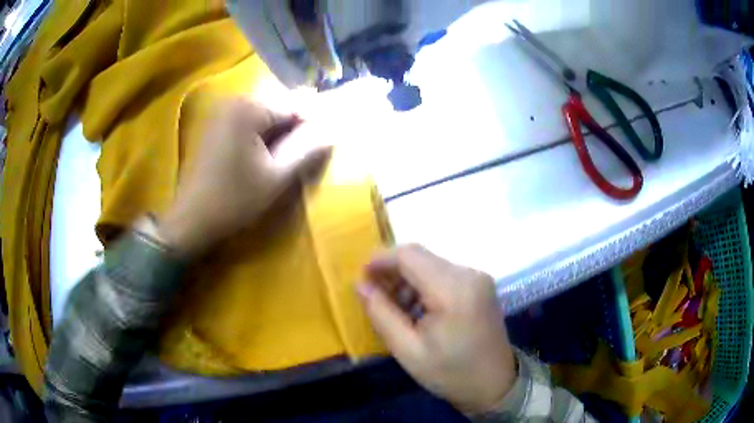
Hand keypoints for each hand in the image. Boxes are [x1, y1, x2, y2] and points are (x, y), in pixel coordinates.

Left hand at [159, 97, 331, 256]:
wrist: (190, 220)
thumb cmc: (233, 200)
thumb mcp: (276, 178)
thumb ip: (307, 150)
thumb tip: (332, 132)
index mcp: (249, 108)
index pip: (295, 105)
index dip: (313, 125)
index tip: (321, 148)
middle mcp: (234, 100)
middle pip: (279, 107)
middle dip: (294, 129)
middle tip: (303, 156)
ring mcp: (222, 112)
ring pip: (265, 115)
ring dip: (279, 133)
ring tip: (284, 159)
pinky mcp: (215, 125)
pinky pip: (249, 122)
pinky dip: (261, 136)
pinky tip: (263, 157)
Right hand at [357, 245, 515, 414]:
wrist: (495, 384)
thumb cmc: (451, 374)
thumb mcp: (408, 351)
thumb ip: (381, 314)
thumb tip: (361, 285)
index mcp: (453, 290)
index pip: (409, 255)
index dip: (380, 260)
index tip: (360, 278)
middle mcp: (469, 274)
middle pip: (420, 256)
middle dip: (391, 270)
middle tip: (372, 294)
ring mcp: (478, 277)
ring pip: (430, 263)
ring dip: (407, 278)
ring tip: (392, 306)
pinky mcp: (480, 284)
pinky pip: (443, 274)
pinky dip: (423, 284)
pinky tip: (415, 307)